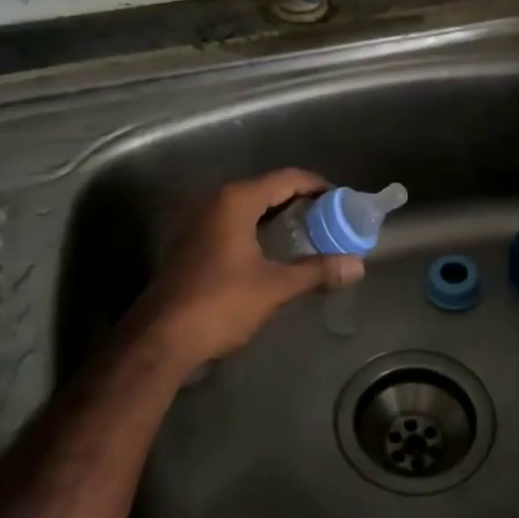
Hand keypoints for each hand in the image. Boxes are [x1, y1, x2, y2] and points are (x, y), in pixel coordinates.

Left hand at [123, 168, 364, 376]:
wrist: (161, 339)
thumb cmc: (221, 303)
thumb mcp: (275, 287)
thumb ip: (317, 271)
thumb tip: (357, 266)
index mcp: (236, 201)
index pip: (286, 178)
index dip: (317, 186)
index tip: (341, 200)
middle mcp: (215, 202)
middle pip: (267, 189)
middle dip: (300, 201)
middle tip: (330, 218)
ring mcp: (198, 221)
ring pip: (248, 207)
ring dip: (278, 216)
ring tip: (309, 232)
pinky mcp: (191, 243)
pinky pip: (233, 223)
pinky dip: (258, 228)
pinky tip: (274, 250)